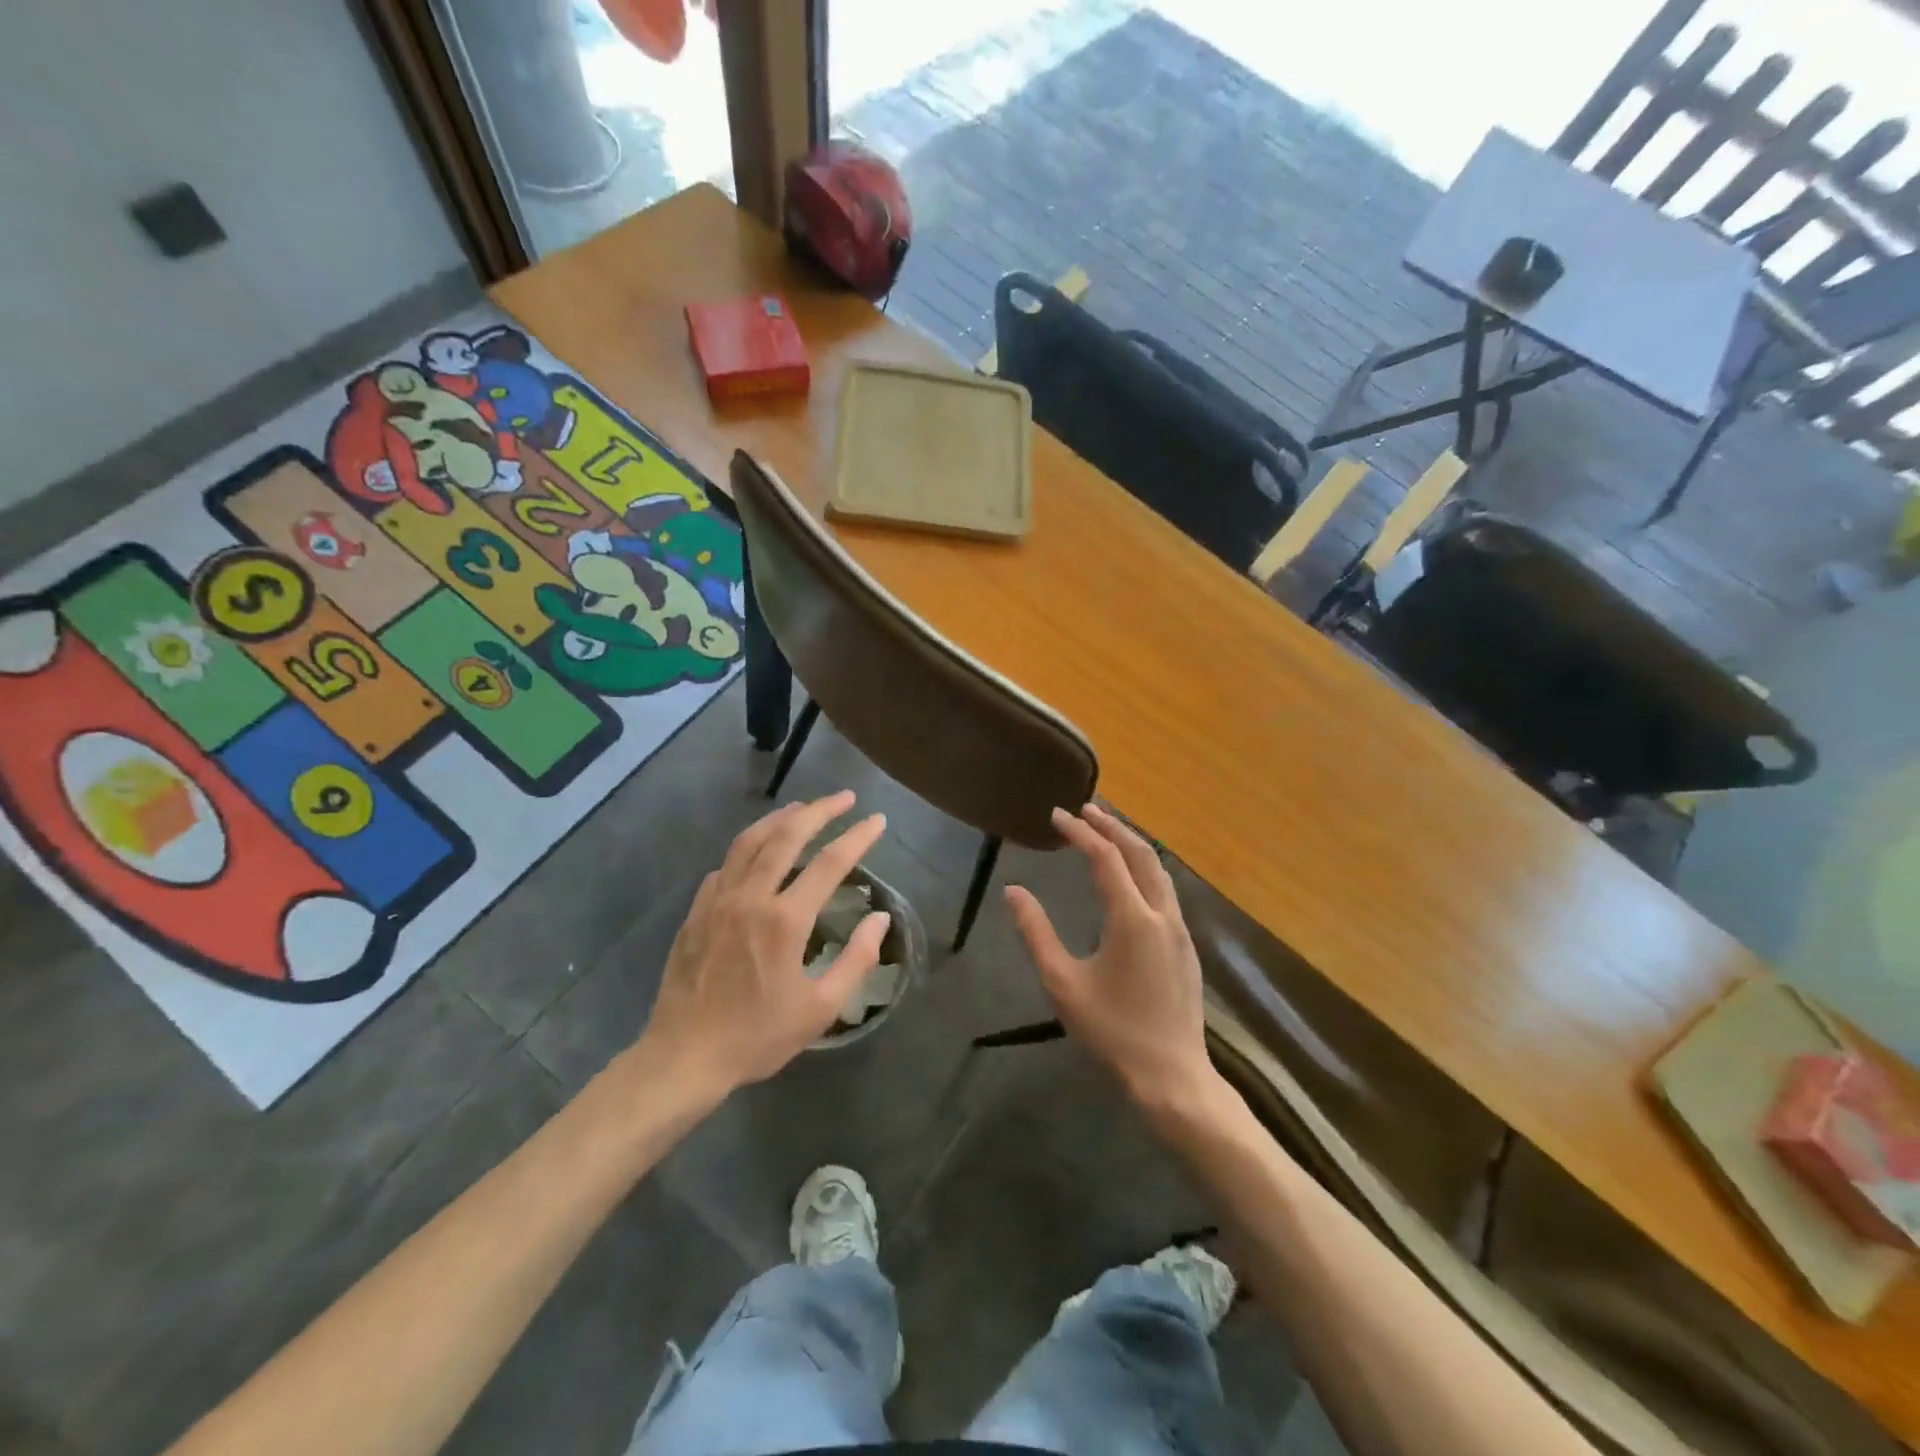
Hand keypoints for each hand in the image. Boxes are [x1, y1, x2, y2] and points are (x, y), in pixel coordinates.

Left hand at [636, 792, 890, 1098]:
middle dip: (820, 810)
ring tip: (803, 808)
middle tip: (845, 797)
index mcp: (785, 920)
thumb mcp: (820, 1009)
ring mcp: (718, 900)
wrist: (684, 1057)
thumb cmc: (757, 1036)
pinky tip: (757, 852)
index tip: (877, 820)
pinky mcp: (696, 911)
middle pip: (787, 836)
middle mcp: (751, 897)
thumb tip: (879, 919)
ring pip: (750, 841)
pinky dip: (747, 848)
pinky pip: (725, 865)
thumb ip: (856, 960)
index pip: (830, 863)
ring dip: (780, 818)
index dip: (858, 837)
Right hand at [1006, 805, 1214, 1110]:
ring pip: (1159, 869)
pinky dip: (1145, 867)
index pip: (1106, 858)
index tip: (1057, 815)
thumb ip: (1036, 933)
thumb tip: (1014, 891)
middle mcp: (1162, 914)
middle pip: (1140, 853)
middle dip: (1112, 826)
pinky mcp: (1187, 945)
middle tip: (1085, 809)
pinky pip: (1166, 889)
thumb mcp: (1062, 983)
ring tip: (1106, 831)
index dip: (1080, 832)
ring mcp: (1181, 929)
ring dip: (1132, 844)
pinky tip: (1130, 875)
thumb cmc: (1112, 1032)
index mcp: (1132, 919)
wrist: (1173, 1077)